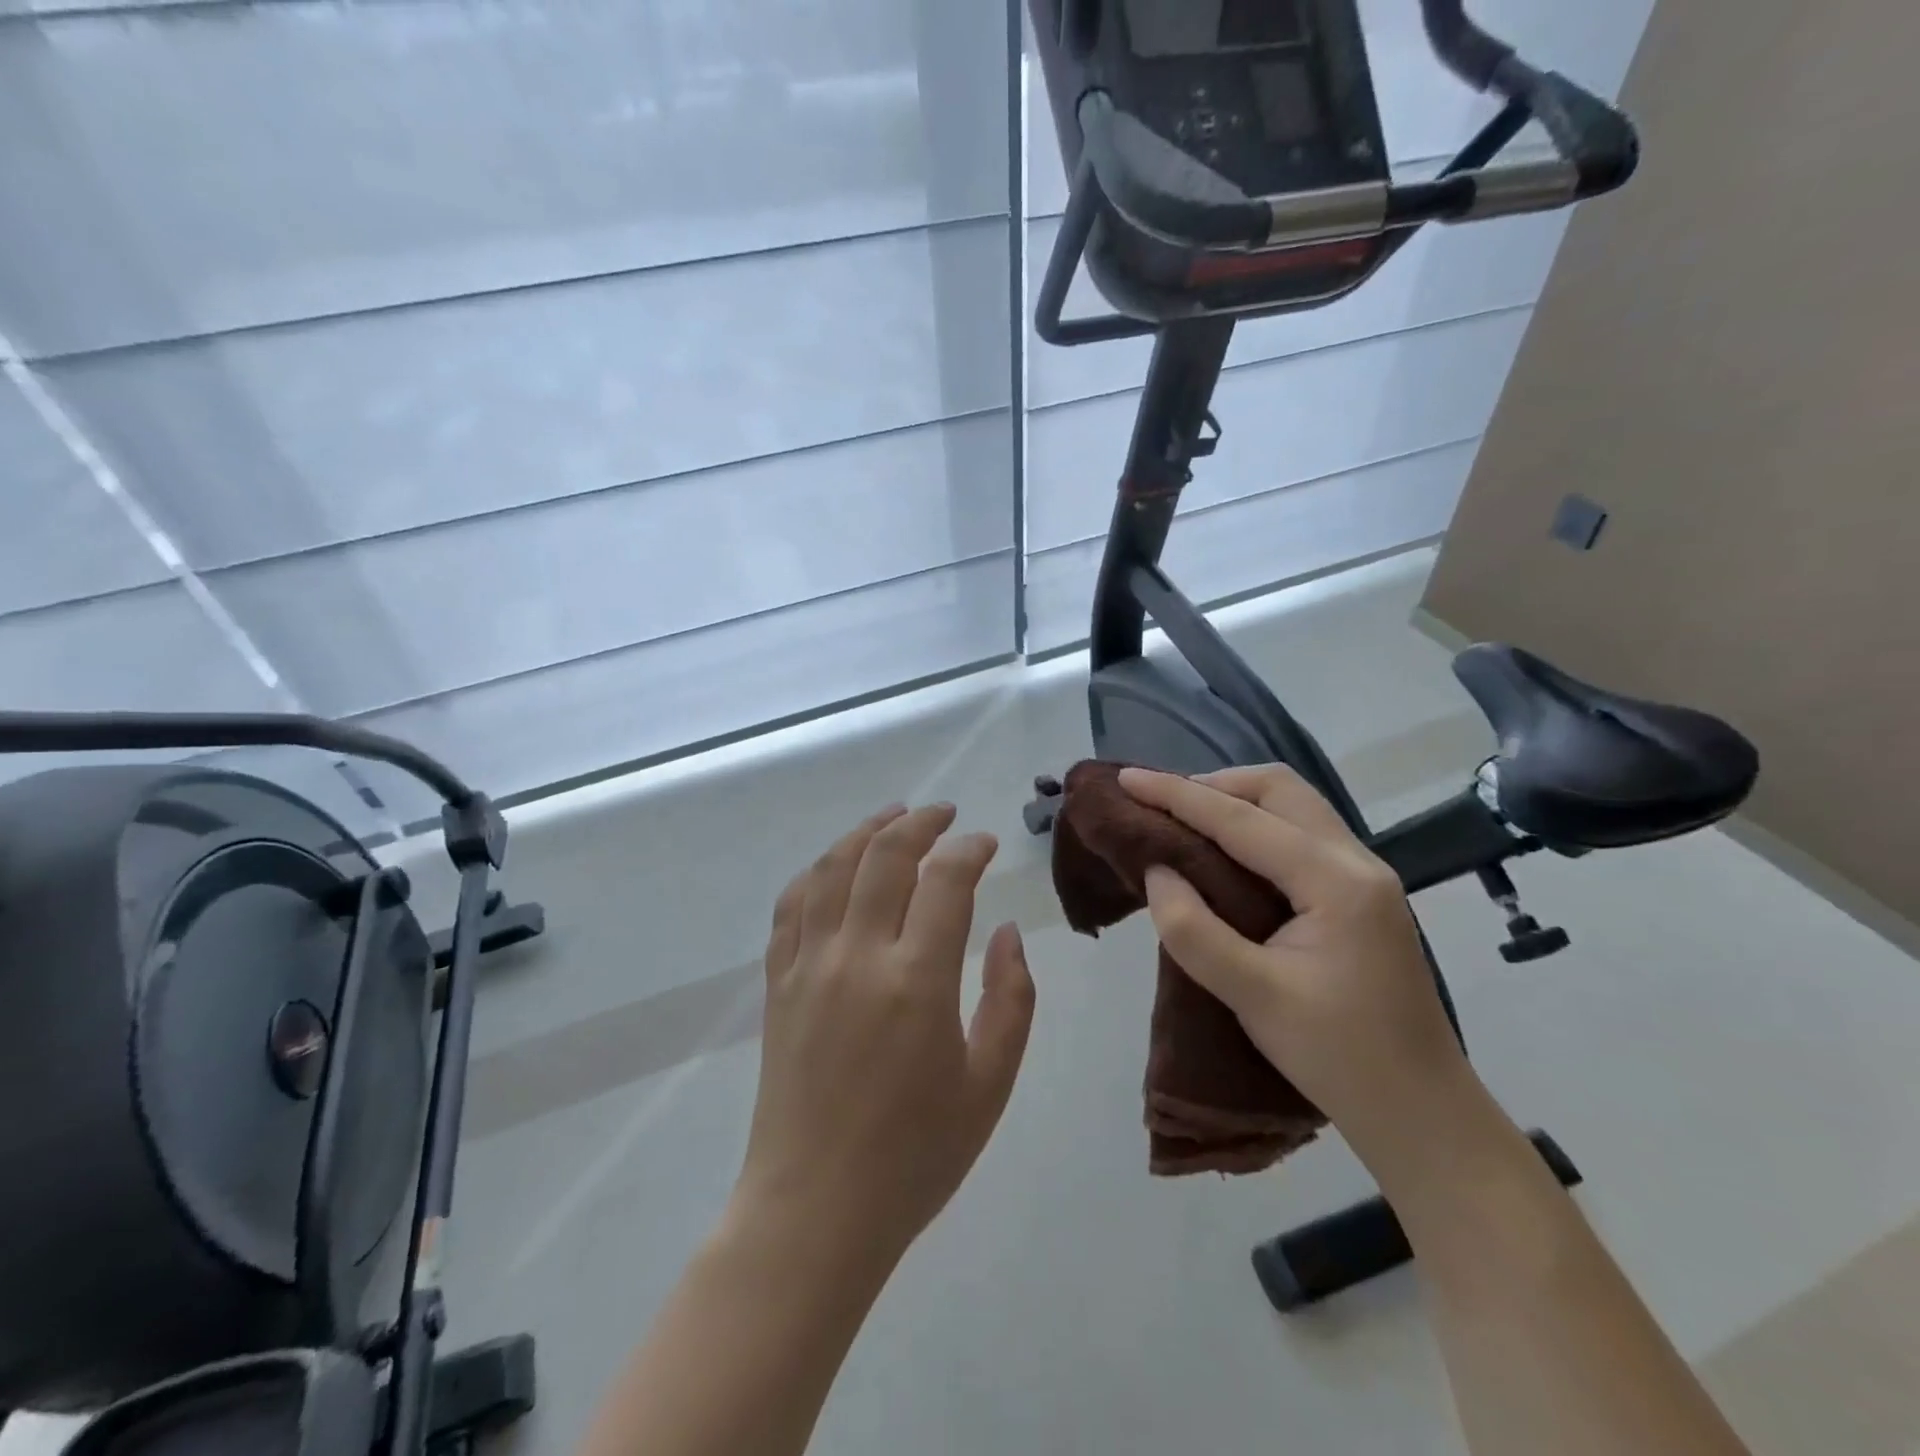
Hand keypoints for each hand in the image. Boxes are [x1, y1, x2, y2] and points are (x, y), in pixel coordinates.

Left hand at [732, 803, 1035, 1272]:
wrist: (815, 1211)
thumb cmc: (915, 1155)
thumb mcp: (990, 1084)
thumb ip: (1010, 998)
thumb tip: (1006, 932)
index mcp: (916, 981)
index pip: (945, 881)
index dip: (969, 850)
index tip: (986, 844)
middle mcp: (857, 957)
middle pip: (884, 856)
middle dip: (920, 823)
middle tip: (945, 814)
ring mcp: (809, 966)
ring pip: (831, 868)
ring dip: (864, 832)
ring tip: (892, 817)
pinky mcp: (779, 984)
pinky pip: (791, 906)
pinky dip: (816, 872)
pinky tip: (834, 866)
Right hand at [1118, 765, 1475, 1165]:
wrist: (1423, 1113)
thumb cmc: (1340, 1058)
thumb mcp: (1254, 998)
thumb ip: (1194, 930)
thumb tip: (1156, 871)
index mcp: (1335, 881)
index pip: (1241, 819)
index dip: (1177, 794)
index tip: (1126, 779)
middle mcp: (1356, 861)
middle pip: (1279, 789)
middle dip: (1213, 784)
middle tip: (1160, 804)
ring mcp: (1364, 876)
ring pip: (1293, 806)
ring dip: (1236, 801)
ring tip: (1184, 821)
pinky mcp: (1360, 895)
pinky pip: (1300, 834)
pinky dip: (1255, 826)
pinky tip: (1226, 854)